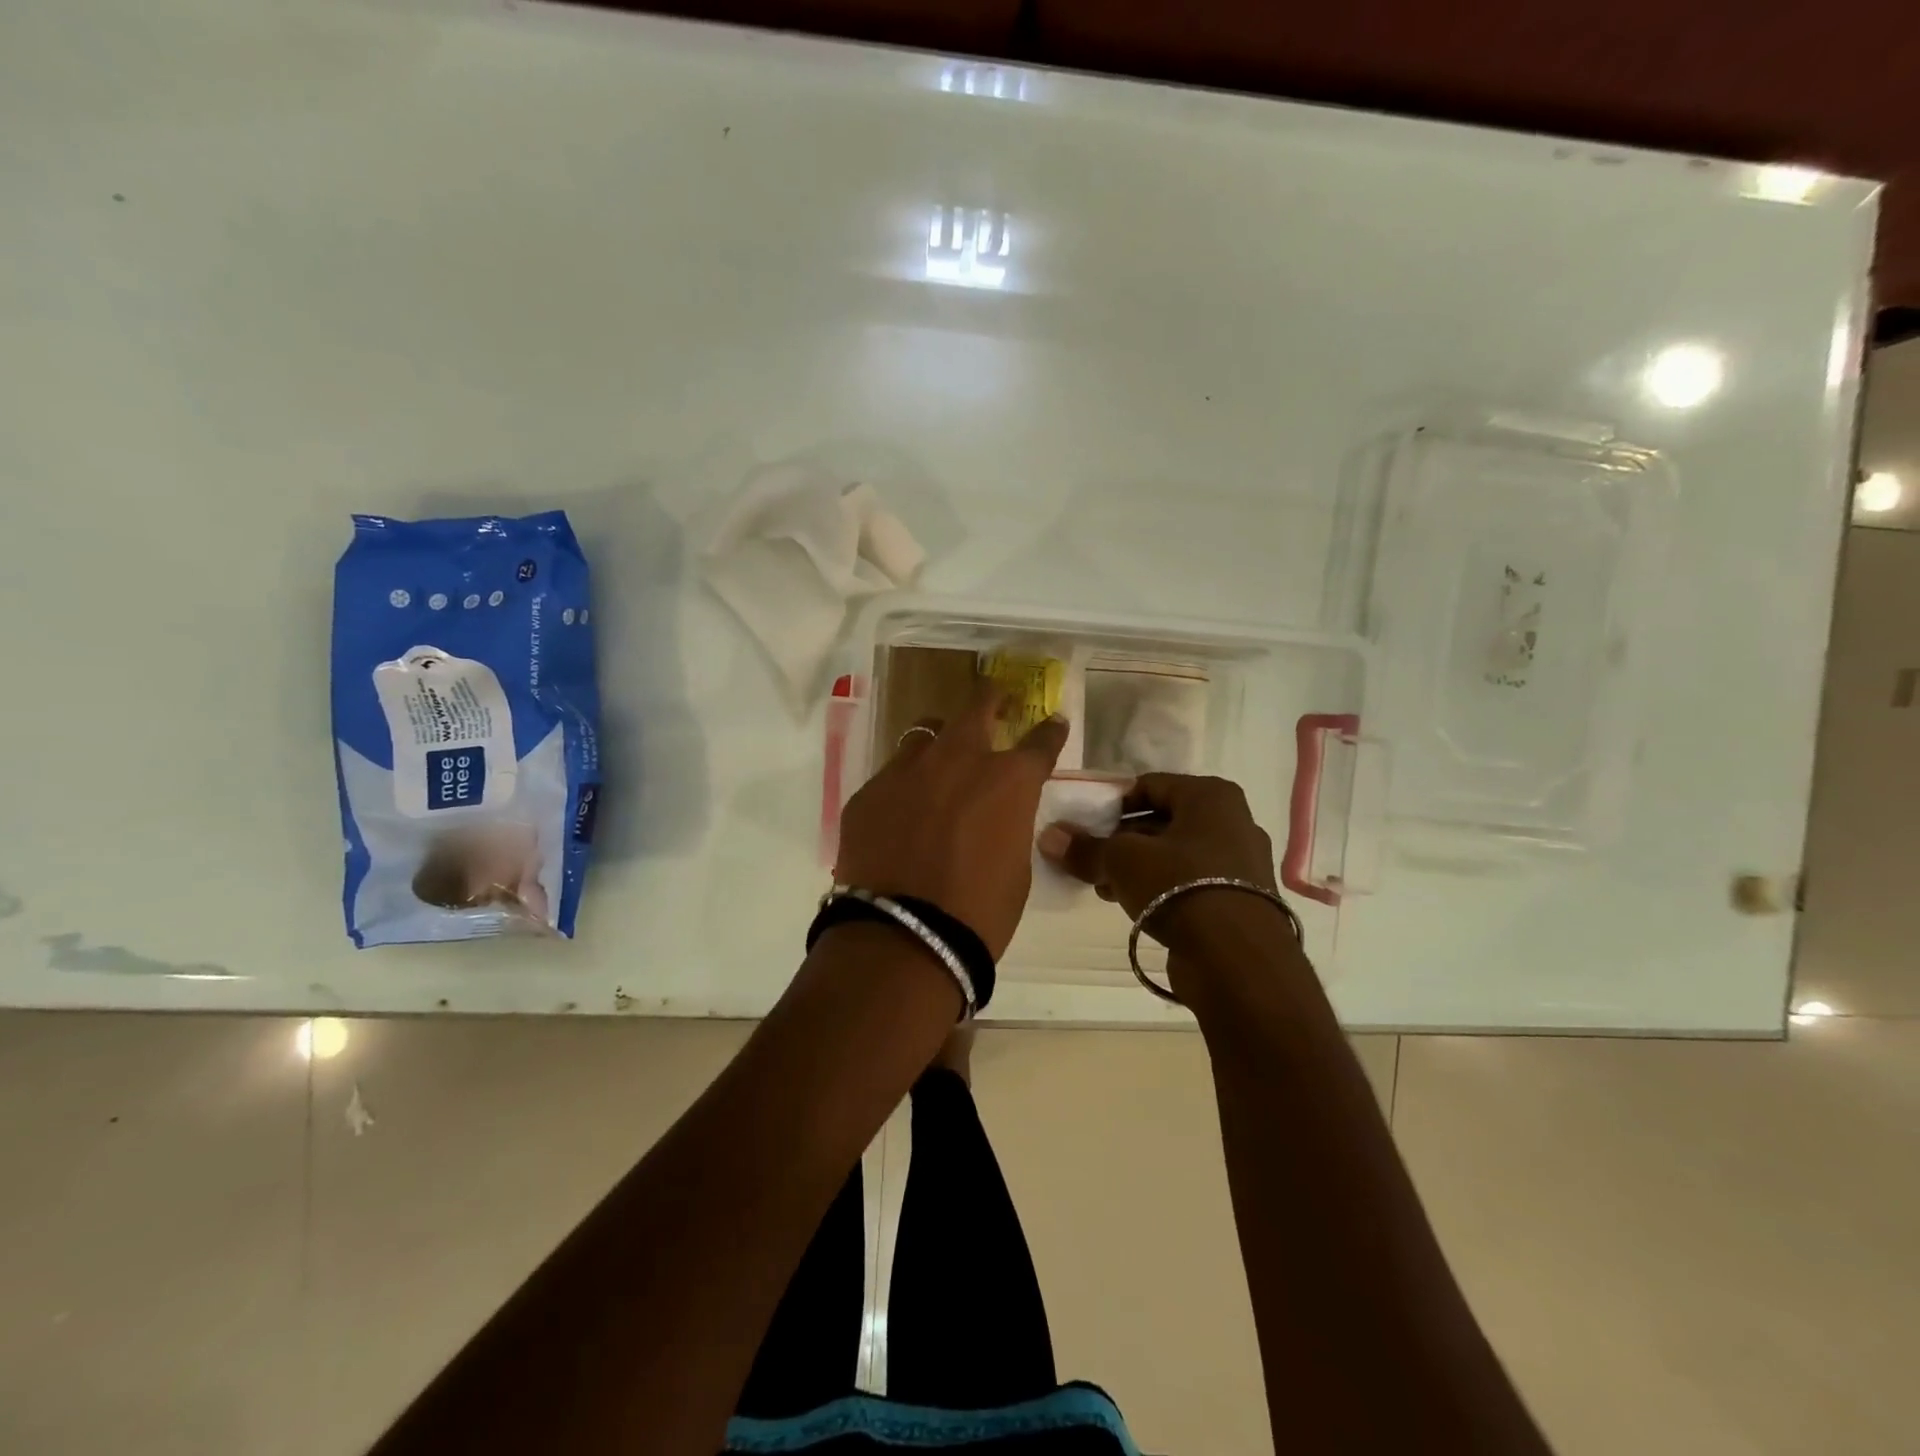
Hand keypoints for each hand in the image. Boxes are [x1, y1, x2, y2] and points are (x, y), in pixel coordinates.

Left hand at [835, 687, 1068, 958]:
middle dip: (991, 700)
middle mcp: (957, 760)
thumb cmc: (979, 912)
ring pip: (924, 735)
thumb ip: (1009, 824)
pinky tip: (900, 811)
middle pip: (976, 709)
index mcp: (1007, 780)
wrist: (904, 937)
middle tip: (997, 698)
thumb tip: (995, 815)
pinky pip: (891, 775)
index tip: (1053, 723)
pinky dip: (904, 785)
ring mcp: (906, 771)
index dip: (1050, 731)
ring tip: (940, 757)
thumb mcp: (1016, 866)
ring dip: (939, 741)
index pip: (1039, 741)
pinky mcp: (868, 792)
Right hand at [1037, 774, 1279, 953]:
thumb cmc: (1179, 886)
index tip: (1086, 827)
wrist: (1238, 960)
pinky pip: (1191, 881)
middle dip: (1122, 839)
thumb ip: (1085, 848)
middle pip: (1162, 820)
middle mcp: (1232, 821)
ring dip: (1138, 867)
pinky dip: (1162, 888)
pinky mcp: (1240, 899)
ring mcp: (1241, 862)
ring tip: (1105, 887)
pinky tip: (1133, 906)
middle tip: (1092, 859)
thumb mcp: (1122, 861)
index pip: (1149, 785)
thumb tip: (1049, 837)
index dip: (1112, 804)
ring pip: (1175, 854)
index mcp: (1210, 796)